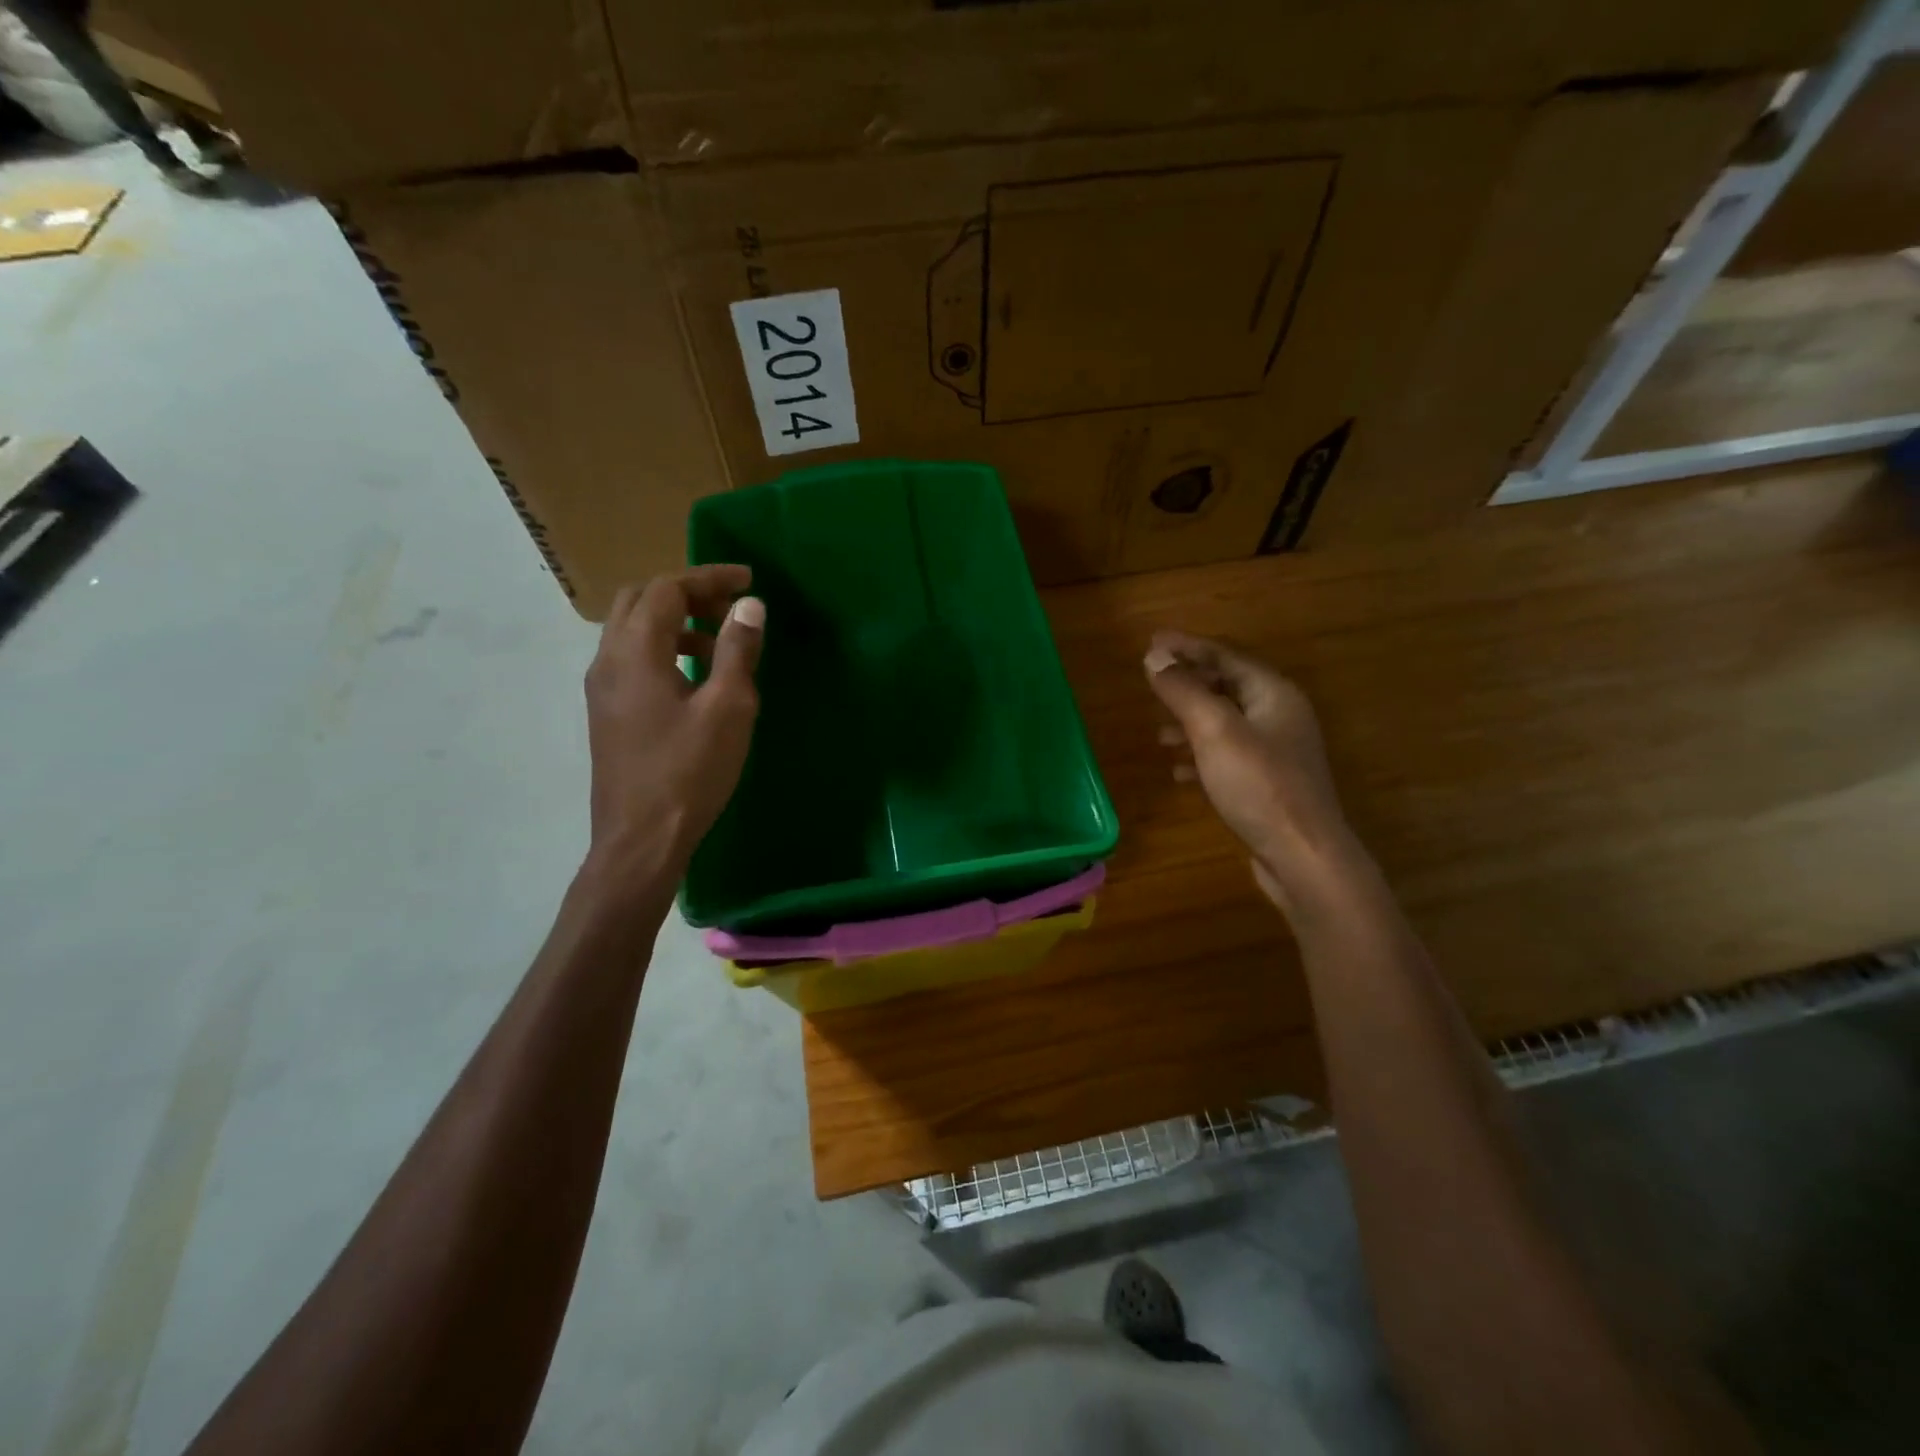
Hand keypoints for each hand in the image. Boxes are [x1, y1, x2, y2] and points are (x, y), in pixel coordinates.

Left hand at [583, 566, 763, 882]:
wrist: (640, 839)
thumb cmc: (689, 772)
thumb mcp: (727, 708)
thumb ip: (737, 650)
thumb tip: (748, 605)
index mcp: (635, 651)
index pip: (667, 588)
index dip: (708, 577)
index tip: (748, 581)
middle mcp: (608, 659)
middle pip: (640, 600)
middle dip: (687, 593)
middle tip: (730, 607)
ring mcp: (602, 688)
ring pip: (632, 629)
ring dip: (675, 622)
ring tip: (720, 643)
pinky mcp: (607, 712)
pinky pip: (631, 658)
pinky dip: (663, 649)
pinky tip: (695, 678)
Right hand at [1144, 631, 1352, 905]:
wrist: (1303, 856)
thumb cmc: (1259, 786)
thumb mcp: (1214, 731)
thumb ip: (1184, 691)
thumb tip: (1155, 656)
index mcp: (1273, 693)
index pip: (1225, 655)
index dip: (1186, 647)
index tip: (1150, 642)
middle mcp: (1280, 715)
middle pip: (1228, 685)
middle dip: (1188, 683)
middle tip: (1151, 682)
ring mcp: (1277, 751)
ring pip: (1226, 723)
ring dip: (1191, 721)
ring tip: (1158, 733)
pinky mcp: (1269, 783)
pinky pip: (1228, 755)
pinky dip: (1201, 755)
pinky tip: (1178, 772)